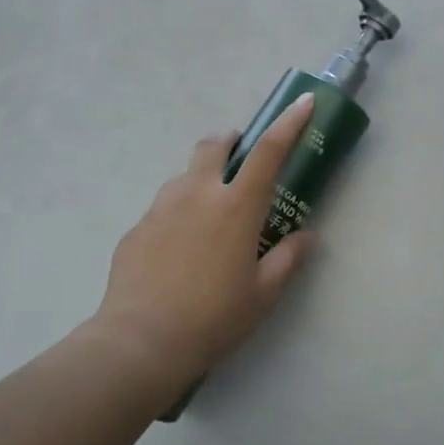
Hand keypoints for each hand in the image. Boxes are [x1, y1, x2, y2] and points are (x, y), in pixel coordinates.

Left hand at [95, 95, 318, 386]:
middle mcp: (198, 194)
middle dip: (228, 141)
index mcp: (236, 206)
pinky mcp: (136, 228)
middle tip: (237, 157)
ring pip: (184, 177)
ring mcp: (161, 208)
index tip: (302, 103)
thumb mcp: (264, 294)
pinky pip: (162, 209)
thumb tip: (307, 236)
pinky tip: (177, 252)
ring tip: (207, 217)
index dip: (288, 123)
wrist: (140, 342)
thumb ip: (288, 258)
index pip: (269, 152)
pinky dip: (177, 216)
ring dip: (201, 180)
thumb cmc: (214, 318)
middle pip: (213, 146)